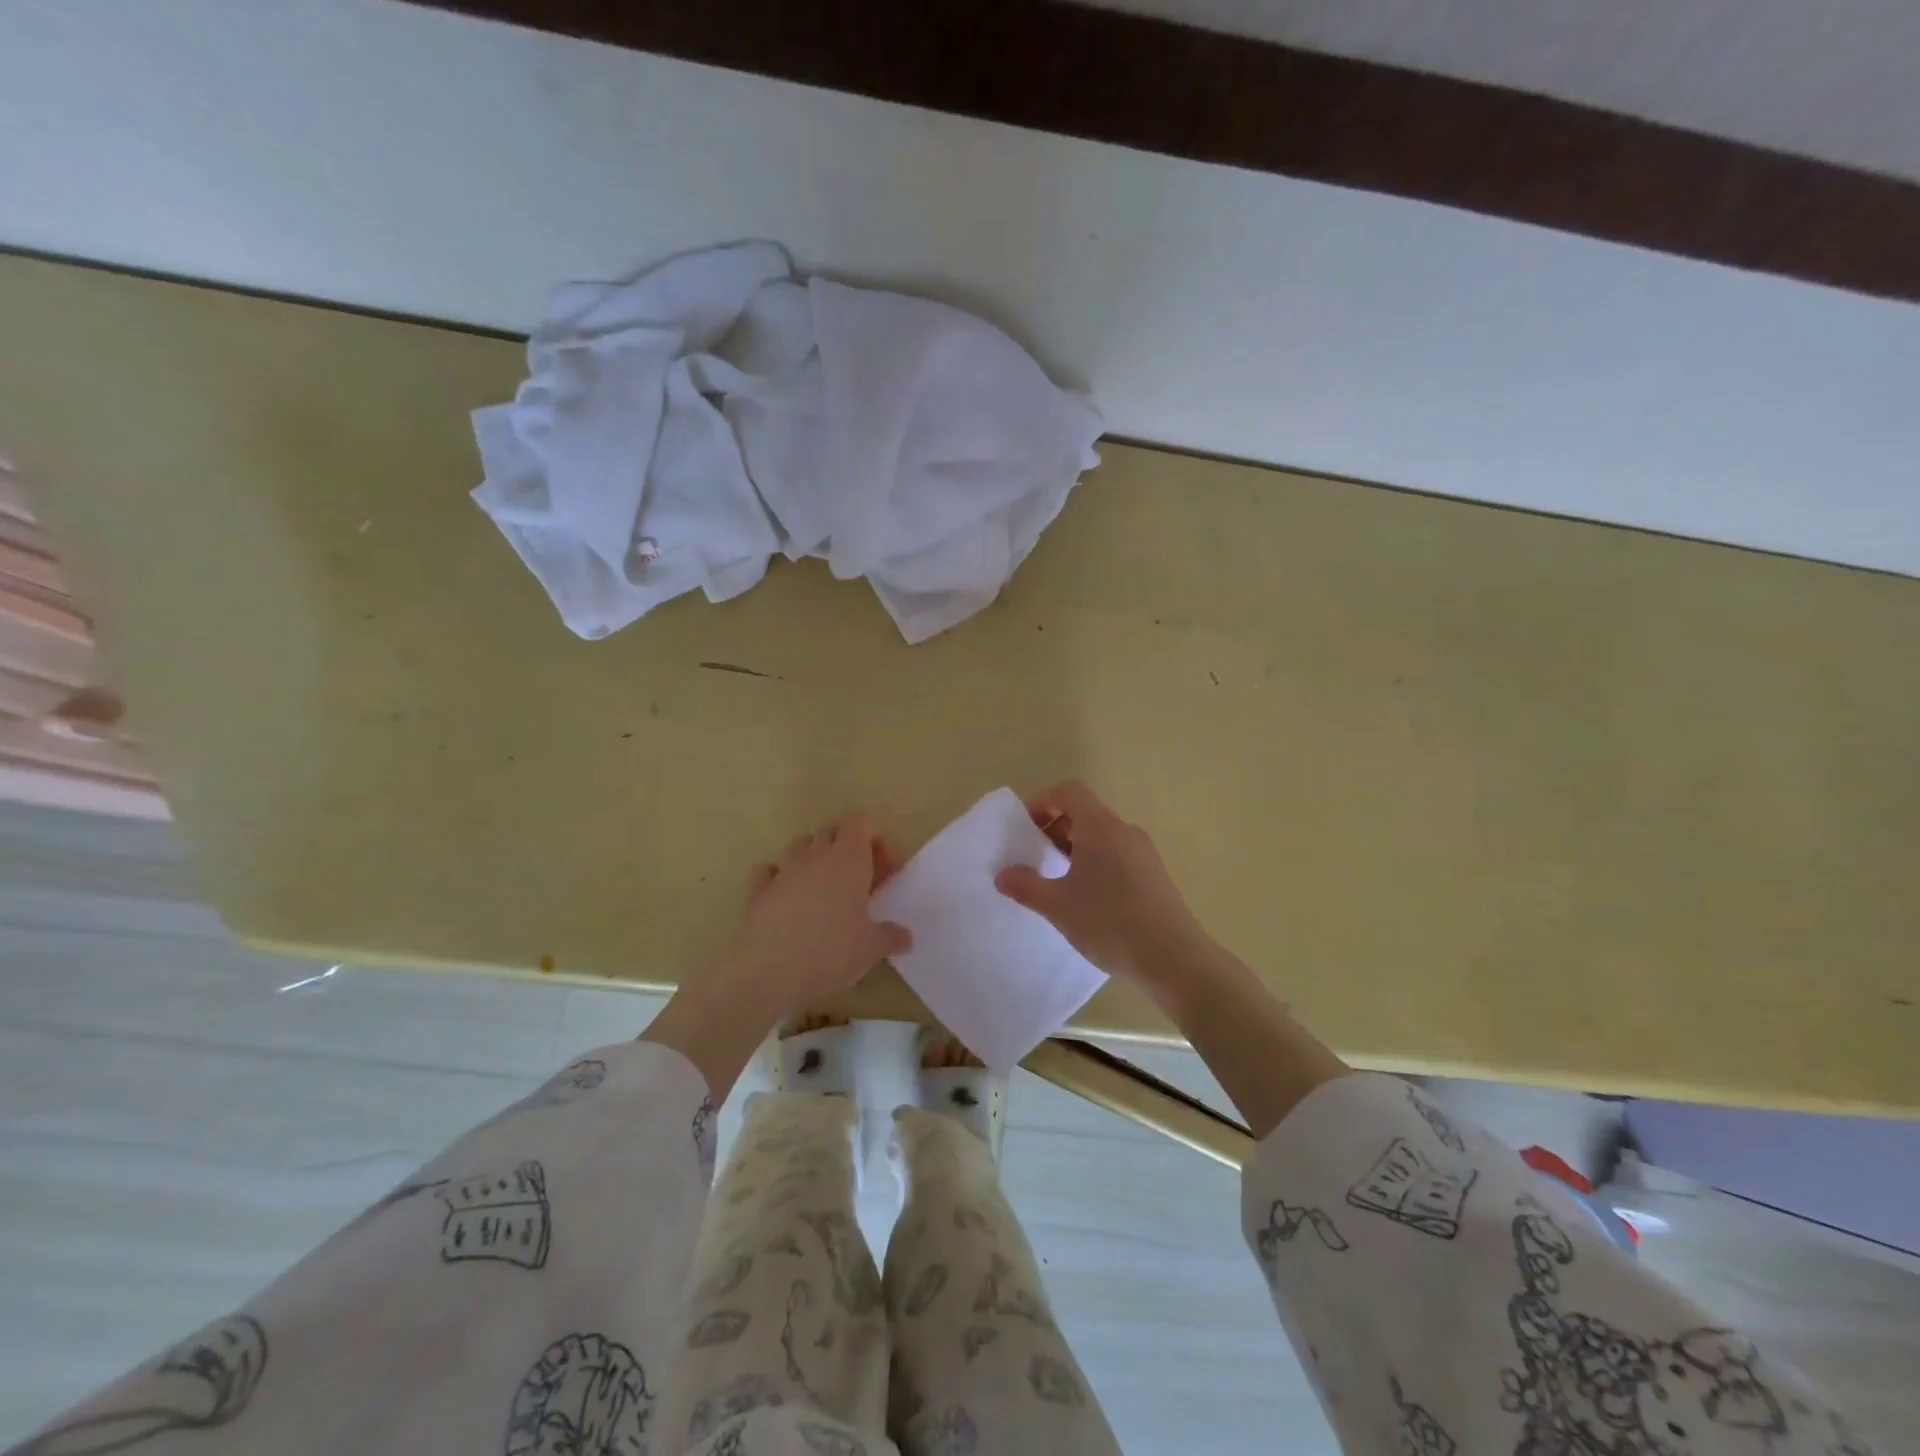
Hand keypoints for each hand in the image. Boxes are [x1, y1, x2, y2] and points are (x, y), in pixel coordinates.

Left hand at [721, 812, 911, 1016]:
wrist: (769, 972)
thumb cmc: (831, 952)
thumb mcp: (871, 949)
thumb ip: (891, 937)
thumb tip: (906, 938)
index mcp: (848, 858)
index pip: (860, 821)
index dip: (874, 839)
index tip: (882, 871)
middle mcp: (815, 855)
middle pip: (831, 830)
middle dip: (846, 847)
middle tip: (858, 882)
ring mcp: (783, 870)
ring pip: (800, 845)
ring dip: (814, 859)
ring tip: (824, 892)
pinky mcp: (758, 889)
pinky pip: (769, 871)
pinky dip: (779, 878)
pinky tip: (787, 901)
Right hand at [994, 780, 1207, 988]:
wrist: (1173, 958)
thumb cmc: (1109, 922)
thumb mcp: (1058, 906)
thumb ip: (1026, 886)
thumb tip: (1002, 875)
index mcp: (1100, 827)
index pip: (1069, 791)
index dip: (1043, 802)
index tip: (1027, 830)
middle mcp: (1124, 831)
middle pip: (1085, 812)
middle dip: (1056, 828)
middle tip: (1038, 860)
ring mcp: (1144, 852)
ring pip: (1102, 835)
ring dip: (1076, 848)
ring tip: (1061, 883)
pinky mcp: (1155, 874)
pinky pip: (1118, 854)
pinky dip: (1097, 863)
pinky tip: (1090, 900)